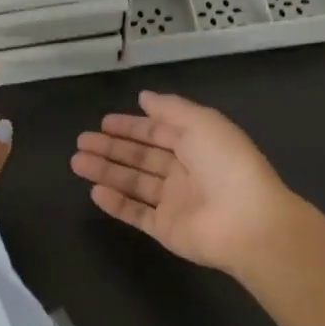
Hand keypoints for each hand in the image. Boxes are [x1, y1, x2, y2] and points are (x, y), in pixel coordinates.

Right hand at [70, 91, 306, 279]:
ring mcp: (175, 202)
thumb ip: (170, 108)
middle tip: (81, 141)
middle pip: (141, 157)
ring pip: (134, 183)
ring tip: (77, 162)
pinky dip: (116, 203)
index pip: (158, 133)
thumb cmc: (226, 163)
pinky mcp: (166, 229)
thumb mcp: (201, 122)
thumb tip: (144, 96)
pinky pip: (136, 214)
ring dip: (106, 172)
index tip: (103, 122)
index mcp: (197, 144)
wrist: (247, 220)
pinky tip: (95, 191)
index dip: (131, 126)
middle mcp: (184, 171)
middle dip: (112, 148)